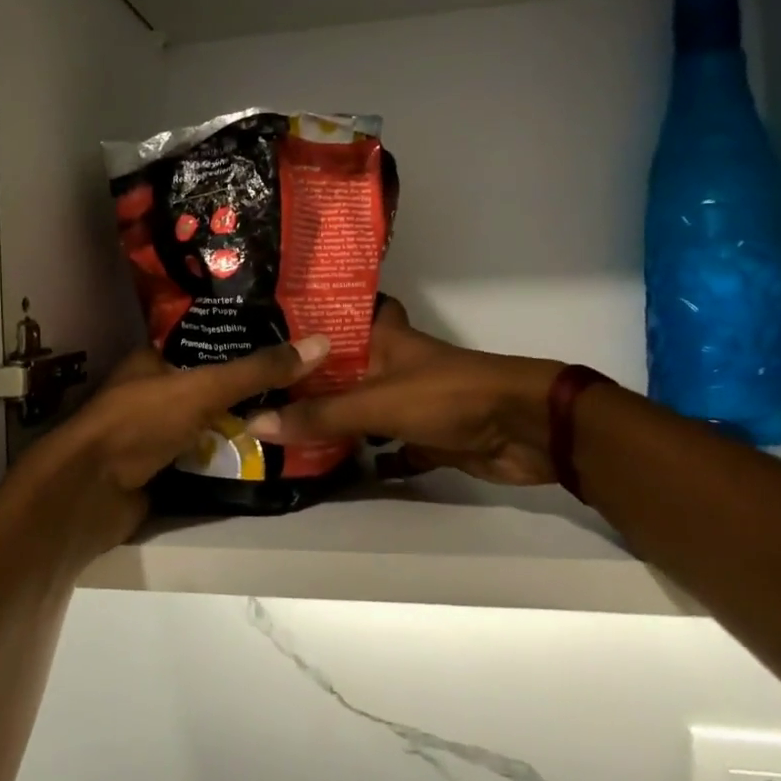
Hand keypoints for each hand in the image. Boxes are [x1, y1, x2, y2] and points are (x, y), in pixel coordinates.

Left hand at [14, 334, 332, 555]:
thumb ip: (256, 370)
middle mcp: (154, 390)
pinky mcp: (160, 468)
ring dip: (242, 424)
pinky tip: (267, 455)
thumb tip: (319, 343)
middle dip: (251, 388)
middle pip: (212, 385)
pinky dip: (228, 456)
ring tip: (297, 416)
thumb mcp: (201, 389)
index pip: (207, 342)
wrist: (89, 493)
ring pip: (209, 422)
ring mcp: (155, 432)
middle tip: (306, 383)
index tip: (292, 343)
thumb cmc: (138, 423)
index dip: (247, 341)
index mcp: (153, 359)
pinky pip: (203, 456)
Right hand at [248, 300, 561, 486]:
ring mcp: (408, 400)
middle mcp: (390, 364)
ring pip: (359, 407)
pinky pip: (381, 444)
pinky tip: (324, 465)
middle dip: (307, 377)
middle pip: (342, 367)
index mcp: (382, 338)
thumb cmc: (448, 396)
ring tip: (276, 423)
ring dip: (330, 417)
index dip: (307, 316)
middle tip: (257, 385)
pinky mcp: (423, 435)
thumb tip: (256, 424)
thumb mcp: (376, 402)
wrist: (524, 430)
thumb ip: (320, 415)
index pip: (338, 315)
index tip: (263, 326)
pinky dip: (361, 455)